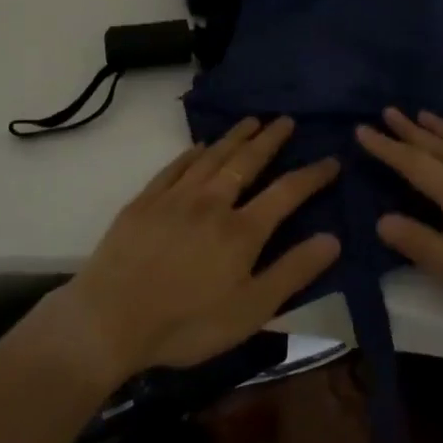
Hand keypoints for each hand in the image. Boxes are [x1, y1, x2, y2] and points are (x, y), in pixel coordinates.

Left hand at [61, 116, 340, 380]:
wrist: (110, 319)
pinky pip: (175, 167)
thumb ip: (293, 272)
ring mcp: (175, 198)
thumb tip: (333, 238)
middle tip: (285, 120)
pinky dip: (192, 153)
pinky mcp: (145, 201)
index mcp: (242, 230)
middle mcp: (212, 202)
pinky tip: (200, 147)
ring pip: (212, 156)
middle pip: (247, 162)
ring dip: (235, 137)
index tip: (331, 160)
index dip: (312, 174)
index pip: (287, 191)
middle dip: (270, 139)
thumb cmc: (187, 323)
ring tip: (252, 121)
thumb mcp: (251, 310)